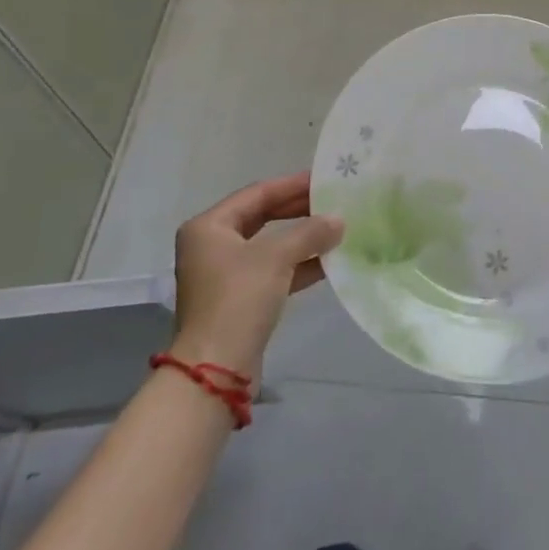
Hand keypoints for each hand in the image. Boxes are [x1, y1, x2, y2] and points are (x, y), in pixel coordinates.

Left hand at [170, 172, 342, 377]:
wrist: (216, 370)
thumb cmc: (239, 299)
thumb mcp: (277, 257)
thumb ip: (310, 232)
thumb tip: (339, 220)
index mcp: (209, 227)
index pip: (257, 194)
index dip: (292, 185)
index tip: (324, 179)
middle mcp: (212, 246)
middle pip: (262, 218)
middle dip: (298, 211)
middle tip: (333, 202)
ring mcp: (224, 275)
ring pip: (270, 246)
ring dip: (302, 239)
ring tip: (337, 229)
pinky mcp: (239, 300)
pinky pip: (273, 271)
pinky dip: (298, 265)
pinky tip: (328, 261)